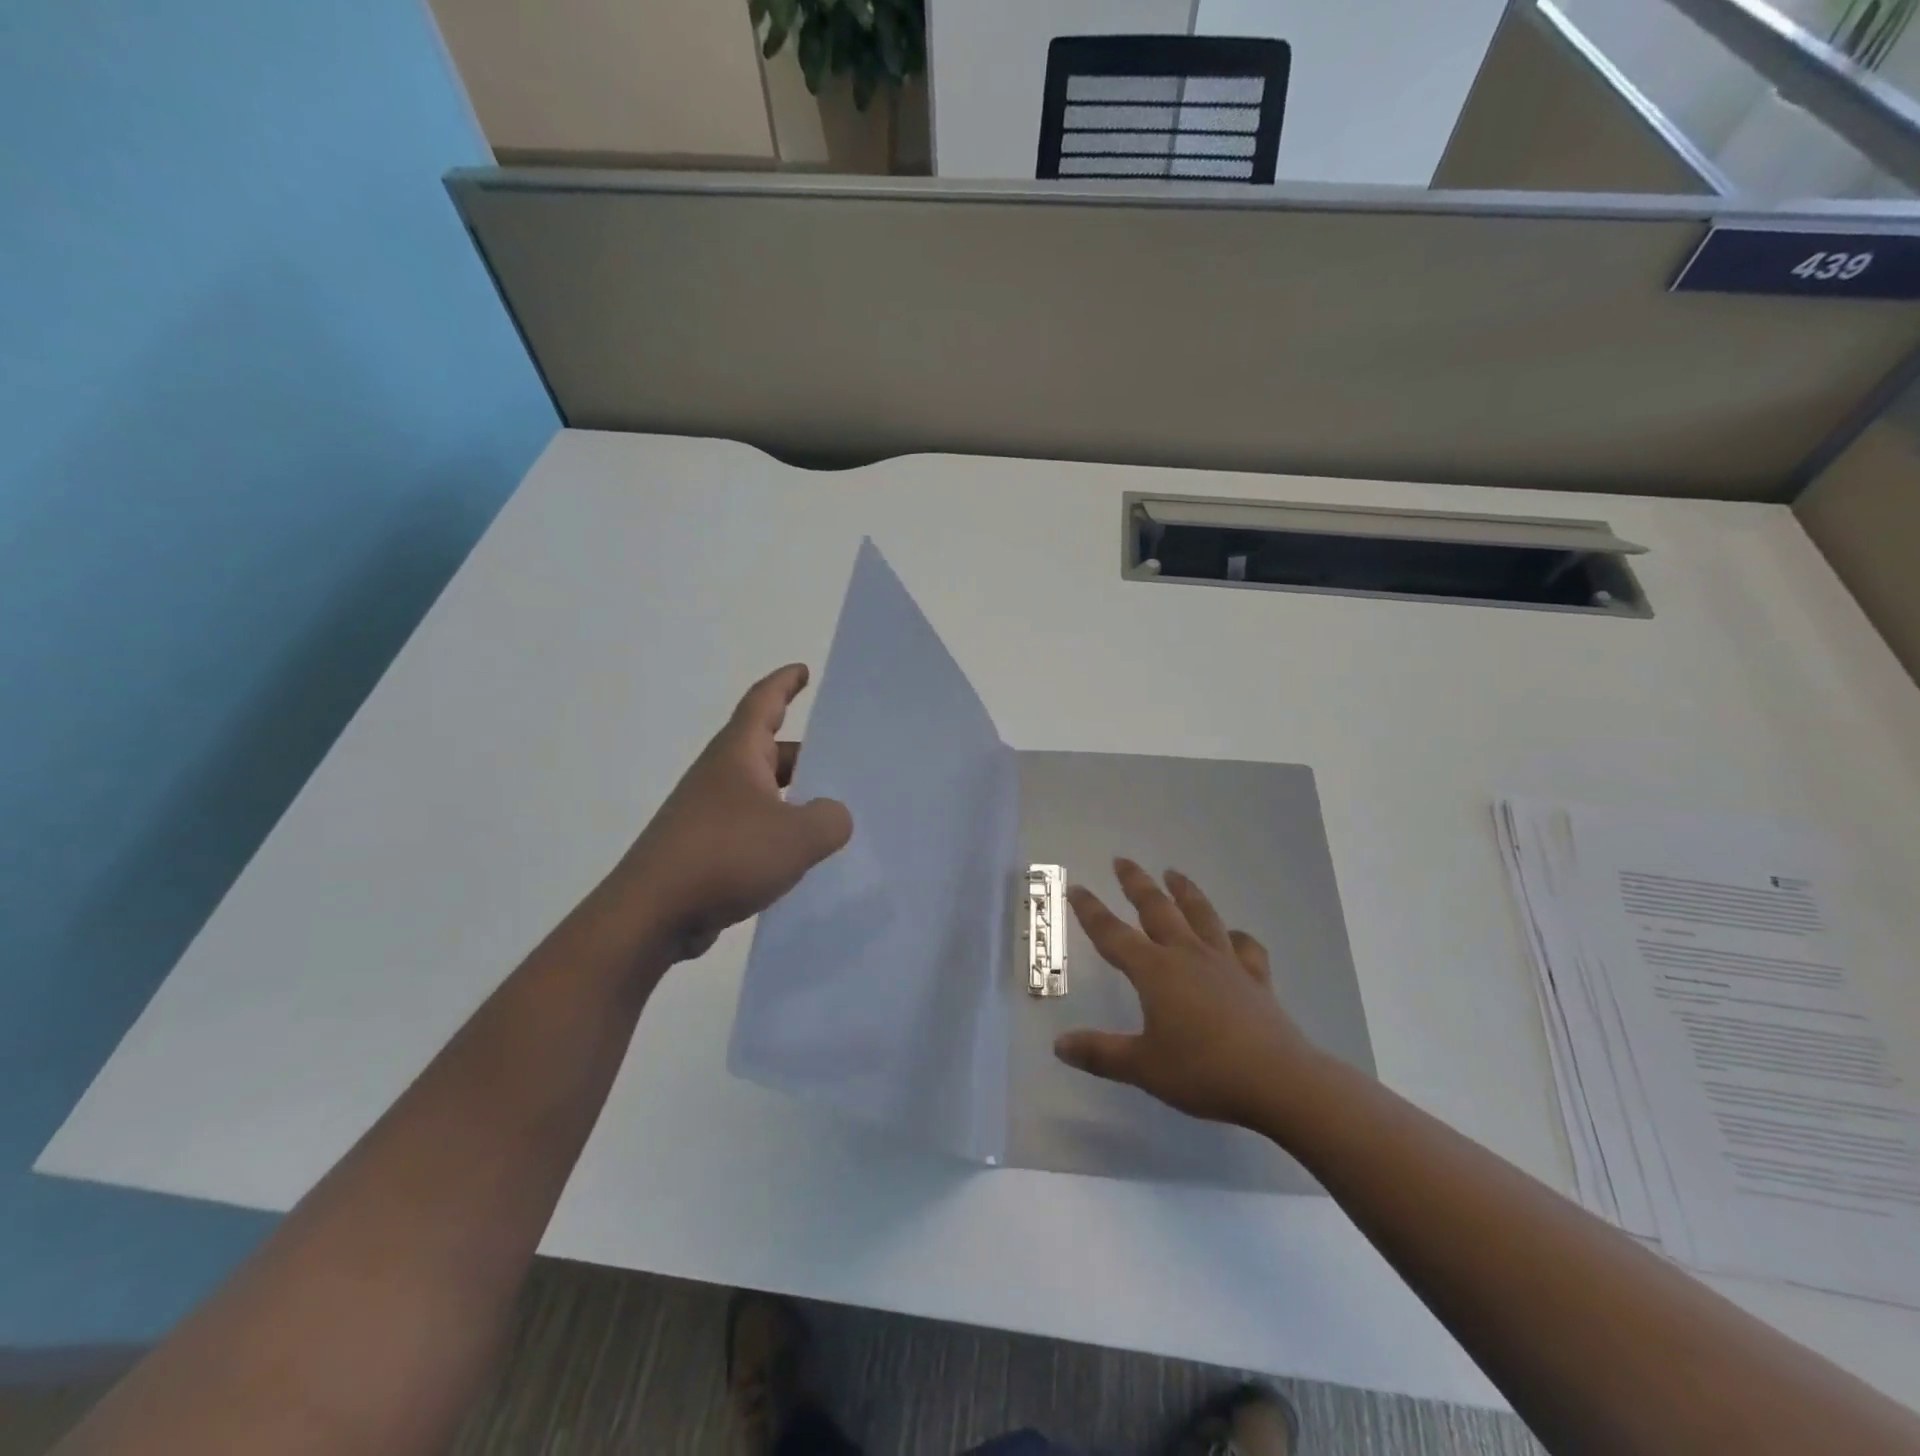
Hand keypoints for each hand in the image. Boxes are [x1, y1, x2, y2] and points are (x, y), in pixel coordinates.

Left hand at [600, 664, 852, 962]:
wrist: (652, 914)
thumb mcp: (797, 835)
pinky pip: (752, 830)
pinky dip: (778, 834)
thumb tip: (834, 816)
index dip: (784, 683)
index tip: (803, 670)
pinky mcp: (705, 851)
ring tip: (833, 814)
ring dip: (793, 798)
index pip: (763, 702)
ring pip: (762, 794)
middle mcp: (720, 777)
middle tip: (844, 764)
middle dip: (805, 754)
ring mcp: (709, 814)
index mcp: (737, 755)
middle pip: (768, 751)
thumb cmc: (725, 855)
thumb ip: (830, 819)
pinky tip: (801, 857)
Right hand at [1054, 859, 1320, 1127]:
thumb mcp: (1143, 1068)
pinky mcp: (1255, 979)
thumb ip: (1100, 1053)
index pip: (1113, 934)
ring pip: (1201, 915)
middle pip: (1157, 909)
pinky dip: (1237, 936)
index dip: (1091, 911)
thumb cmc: (1203, 1071)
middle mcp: (1187, 955)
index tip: (1076, 887)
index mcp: (1154, 971)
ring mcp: (1225, 963)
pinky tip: (1233, 935)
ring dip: (1184, 892)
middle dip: (1137, 883)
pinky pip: (1245, 947)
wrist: (1278, 1081)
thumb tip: (1059, 1045)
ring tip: (1174, 873)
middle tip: (1122, 860)